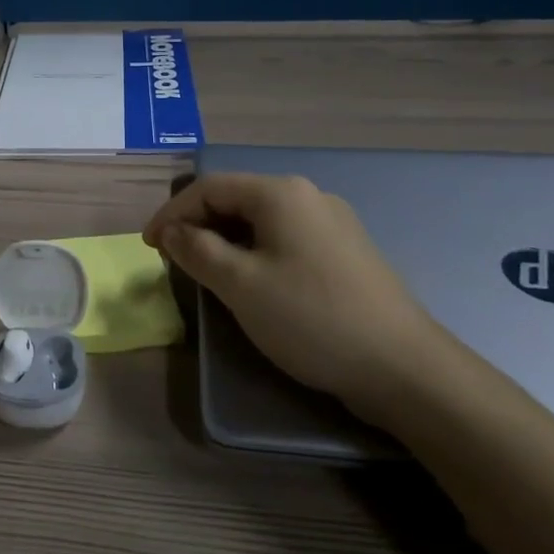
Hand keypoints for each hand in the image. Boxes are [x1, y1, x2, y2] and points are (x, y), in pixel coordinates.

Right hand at [143, 173, 462, 424]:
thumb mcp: (240, 284)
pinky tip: (253, 283)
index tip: (149, 246)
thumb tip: (172, 232)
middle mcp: (308, 196)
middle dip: (198, 225)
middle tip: (175, 260)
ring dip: (226, 241)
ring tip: (207, 272)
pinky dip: (256, 253)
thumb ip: (197, 250)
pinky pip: (286, 239)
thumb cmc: (311, 317)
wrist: (403, 367)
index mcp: (281, 193)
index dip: (172, 213)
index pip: (209, 187)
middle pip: (236, 199)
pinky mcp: (347, 252)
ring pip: (261, 221)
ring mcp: (333, 223)